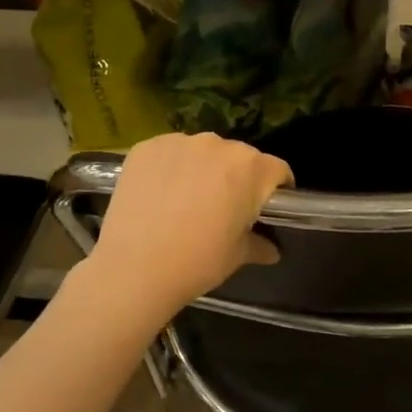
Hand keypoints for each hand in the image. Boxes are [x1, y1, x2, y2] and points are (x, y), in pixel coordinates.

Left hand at [90, 132, 292, 306]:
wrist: (134, 268)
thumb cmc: (198, 261)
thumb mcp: (237, 256)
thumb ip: (260, 245)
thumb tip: (273, 250)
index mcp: (251, 168)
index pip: (277, 169)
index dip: (277, 188)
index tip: (267, 206)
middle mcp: (219, 145)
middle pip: (239, 156)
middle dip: (238, 177)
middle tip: (224, 206)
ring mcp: (180, 142)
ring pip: (203, 151)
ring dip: (203, 168)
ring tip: (187, 199)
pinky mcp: (147, 147)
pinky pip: (170, 152)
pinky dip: (171, 167)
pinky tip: (160, 194)